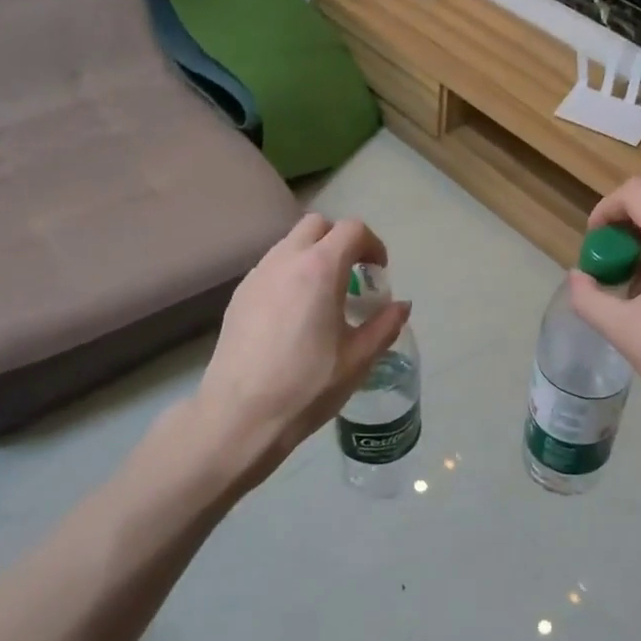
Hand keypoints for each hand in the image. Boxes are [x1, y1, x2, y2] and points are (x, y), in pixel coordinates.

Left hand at [192, 213, 410, 481]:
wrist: (240, 415)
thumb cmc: (307, 386)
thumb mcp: (359, 359)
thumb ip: (385, 325)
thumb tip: (401, 306)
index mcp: (320, 269)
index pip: (352, 230)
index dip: (372, 245)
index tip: (378, 273)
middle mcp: (285, 260)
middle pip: (317, 225)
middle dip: (341, 241)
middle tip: (353, 277)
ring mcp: (257, 275)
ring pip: (290, 243)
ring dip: (313, 256)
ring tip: (324, 297)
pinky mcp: (239, 295)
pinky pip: (271, 267)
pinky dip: (291, 274)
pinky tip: (294, 314)